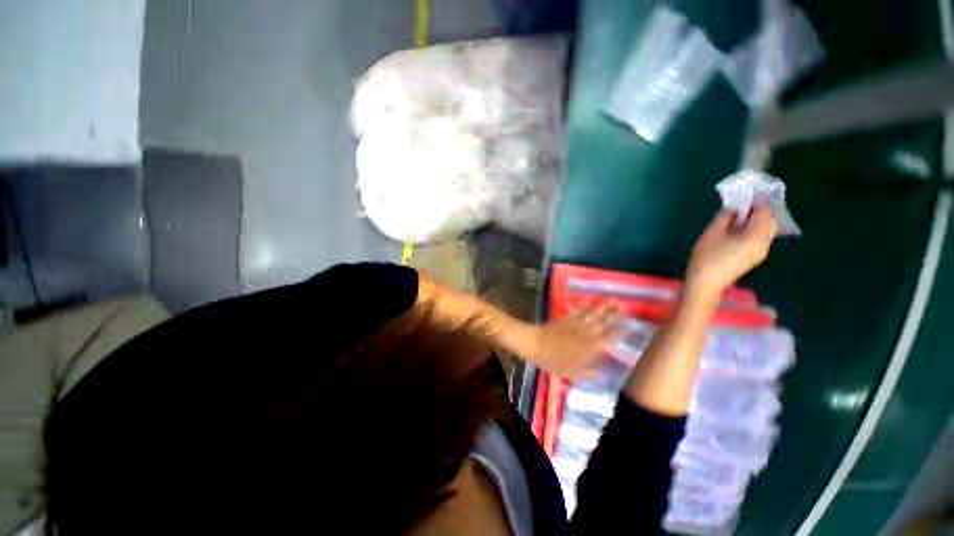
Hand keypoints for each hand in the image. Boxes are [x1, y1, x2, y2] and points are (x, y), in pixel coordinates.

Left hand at [527, 301, 623, 379]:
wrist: (537, 345)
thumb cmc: (554, 361)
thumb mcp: (572, 374)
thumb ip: (588, 373)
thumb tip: (601, 373)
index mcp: (591, 348)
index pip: (610, 339)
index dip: (620, 332)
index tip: (630, 324)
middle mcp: (587, 334)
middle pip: (604, 323)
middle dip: (615, 314)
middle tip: (625, 305)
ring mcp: (577, 324)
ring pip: (594, 314)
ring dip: (604, 306)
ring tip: (614, 298)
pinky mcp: (567, 318)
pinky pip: (578, 309)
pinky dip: (584, 303)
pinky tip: (590, 297)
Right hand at [686, 204, 777, 300]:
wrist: (705, 283)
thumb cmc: (707, 257)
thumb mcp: (712, 233)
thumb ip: (726, 216)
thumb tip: (735, 205)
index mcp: (756, 236)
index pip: (765, 212)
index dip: (757, 199)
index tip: (747, 191)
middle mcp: (765, 242)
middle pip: (770, 220)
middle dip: (760, 208)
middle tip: (743, 201)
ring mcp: (761, 251)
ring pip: (766, 228)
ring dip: (757, 218)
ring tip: (739, 213)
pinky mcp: (755, 255)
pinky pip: (760, 236)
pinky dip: (754, 227)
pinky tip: (738, 227)